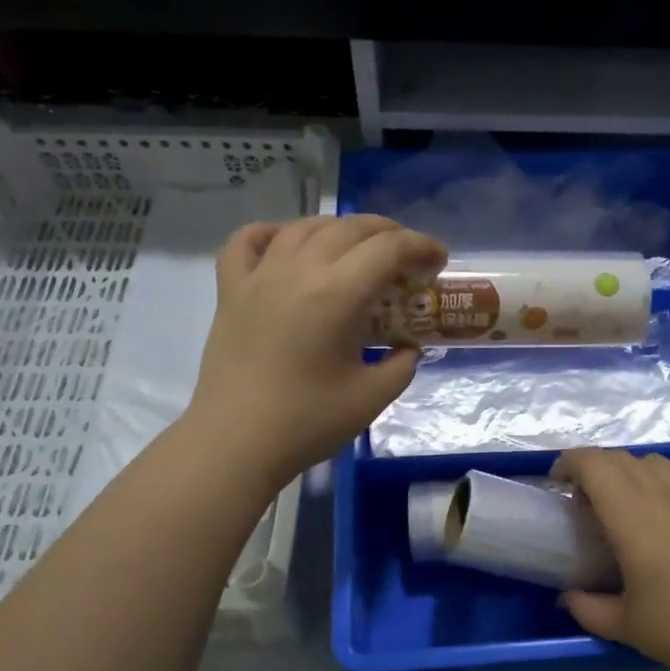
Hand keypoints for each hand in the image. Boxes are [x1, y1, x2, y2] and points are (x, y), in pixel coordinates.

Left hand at [185, 216, 446, 489]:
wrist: (235, 443)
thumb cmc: (307, 422)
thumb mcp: (372, 397)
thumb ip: (401, 364)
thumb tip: (408, 347)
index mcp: (337, 294)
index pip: (388, 248)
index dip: (421, 246)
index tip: (439, 262)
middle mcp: (297, 271)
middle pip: (349, 228)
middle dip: (388, 233)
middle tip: (407, 257)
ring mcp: (259, 277)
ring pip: (303, 227)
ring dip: (339, 229)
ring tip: (357, 249)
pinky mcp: (230, 291)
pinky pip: (246, 242)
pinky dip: (272, 233)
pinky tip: (286, 243)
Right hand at [551, 449, 669, 670]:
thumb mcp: (628, 626)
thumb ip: (589, 609)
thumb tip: (567, 598)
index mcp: (632, 514)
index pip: (593, 463)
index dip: (569, 463)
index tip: (558, 484)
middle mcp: (663, 493)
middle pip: (621, 458)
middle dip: (594, 468)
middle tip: (584, 500)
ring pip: (654, 461)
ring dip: (628, 471)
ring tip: (624, 504)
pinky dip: (659, 482)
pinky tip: (665, 518)